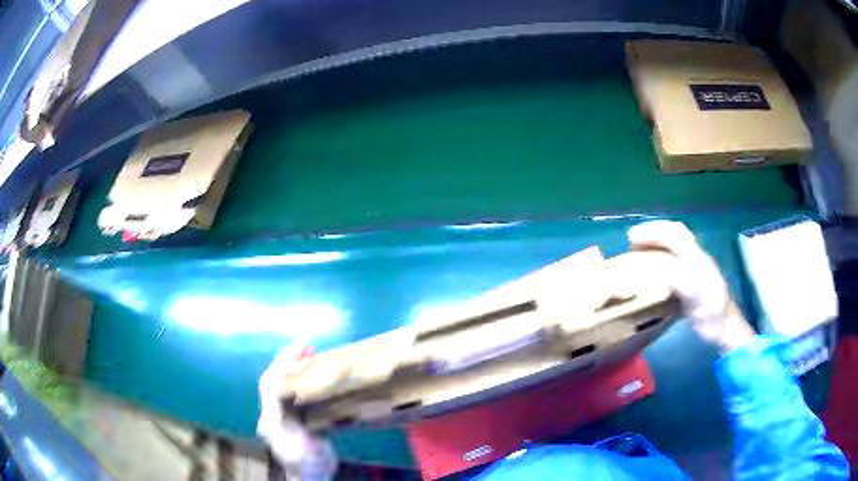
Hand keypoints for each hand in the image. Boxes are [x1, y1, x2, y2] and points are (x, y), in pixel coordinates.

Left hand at [258, 346, 336, 479]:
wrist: (311, 476)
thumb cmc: (306, 461)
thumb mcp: (297, 443)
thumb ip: (286, 420)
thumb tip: (282, 393)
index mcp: (271, 417)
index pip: (271, 384)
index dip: (283, 367)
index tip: (301, 353)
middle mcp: (272, 412)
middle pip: (274, 379)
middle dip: (287, 360)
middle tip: (306, 345)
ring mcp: (283, 414)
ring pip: (284, 382)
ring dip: (294, 365)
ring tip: (310, 352)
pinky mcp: (295, 416)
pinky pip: (295, 389)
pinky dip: (303, 376)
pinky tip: (315, 372)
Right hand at [627, 220, 754, 352]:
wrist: (726, 330)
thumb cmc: (712, 314)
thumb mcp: (696, 295)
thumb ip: (677, 277)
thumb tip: (652, 267)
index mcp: (697, 258)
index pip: (675, 233)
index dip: (653, 231)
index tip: (632, 238)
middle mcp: (696, 259)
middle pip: (674, 235)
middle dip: (652, 234)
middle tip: (631, 243)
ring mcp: (695, 271)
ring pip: (674, 248)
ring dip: (654, 245)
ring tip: (636, 253)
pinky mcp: (692, 285)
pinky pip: (674, 265)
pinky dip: (659, 261)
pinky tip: (650, 272)